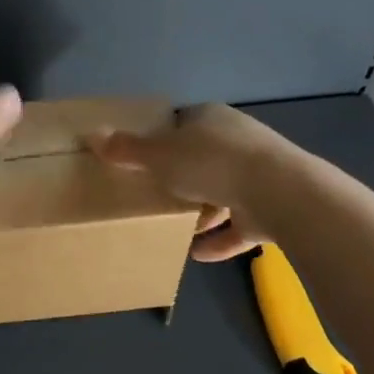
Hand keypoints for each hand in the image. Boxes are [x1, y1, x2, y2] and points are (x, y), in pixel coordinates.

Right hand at [89, 104, 295, 261]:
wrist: (281, 194)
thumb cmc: (212, 164)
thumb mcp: (160, 156)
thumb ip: (127, 149)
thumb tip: (92, 134)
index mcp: (211, 119)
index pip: (182, 123)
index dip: (162, 139)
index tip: (143, 159)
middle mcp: (238, 141)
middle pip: (202, 157)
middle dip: (181, 177)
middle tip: (155, 195)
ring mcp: (259, 175)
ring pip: (223, 191)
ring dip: (202, 211)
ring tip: (176, 228)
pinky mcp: (272, 208)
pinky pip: (240, 224)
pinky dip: (221, 239)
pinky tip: (199, 254)